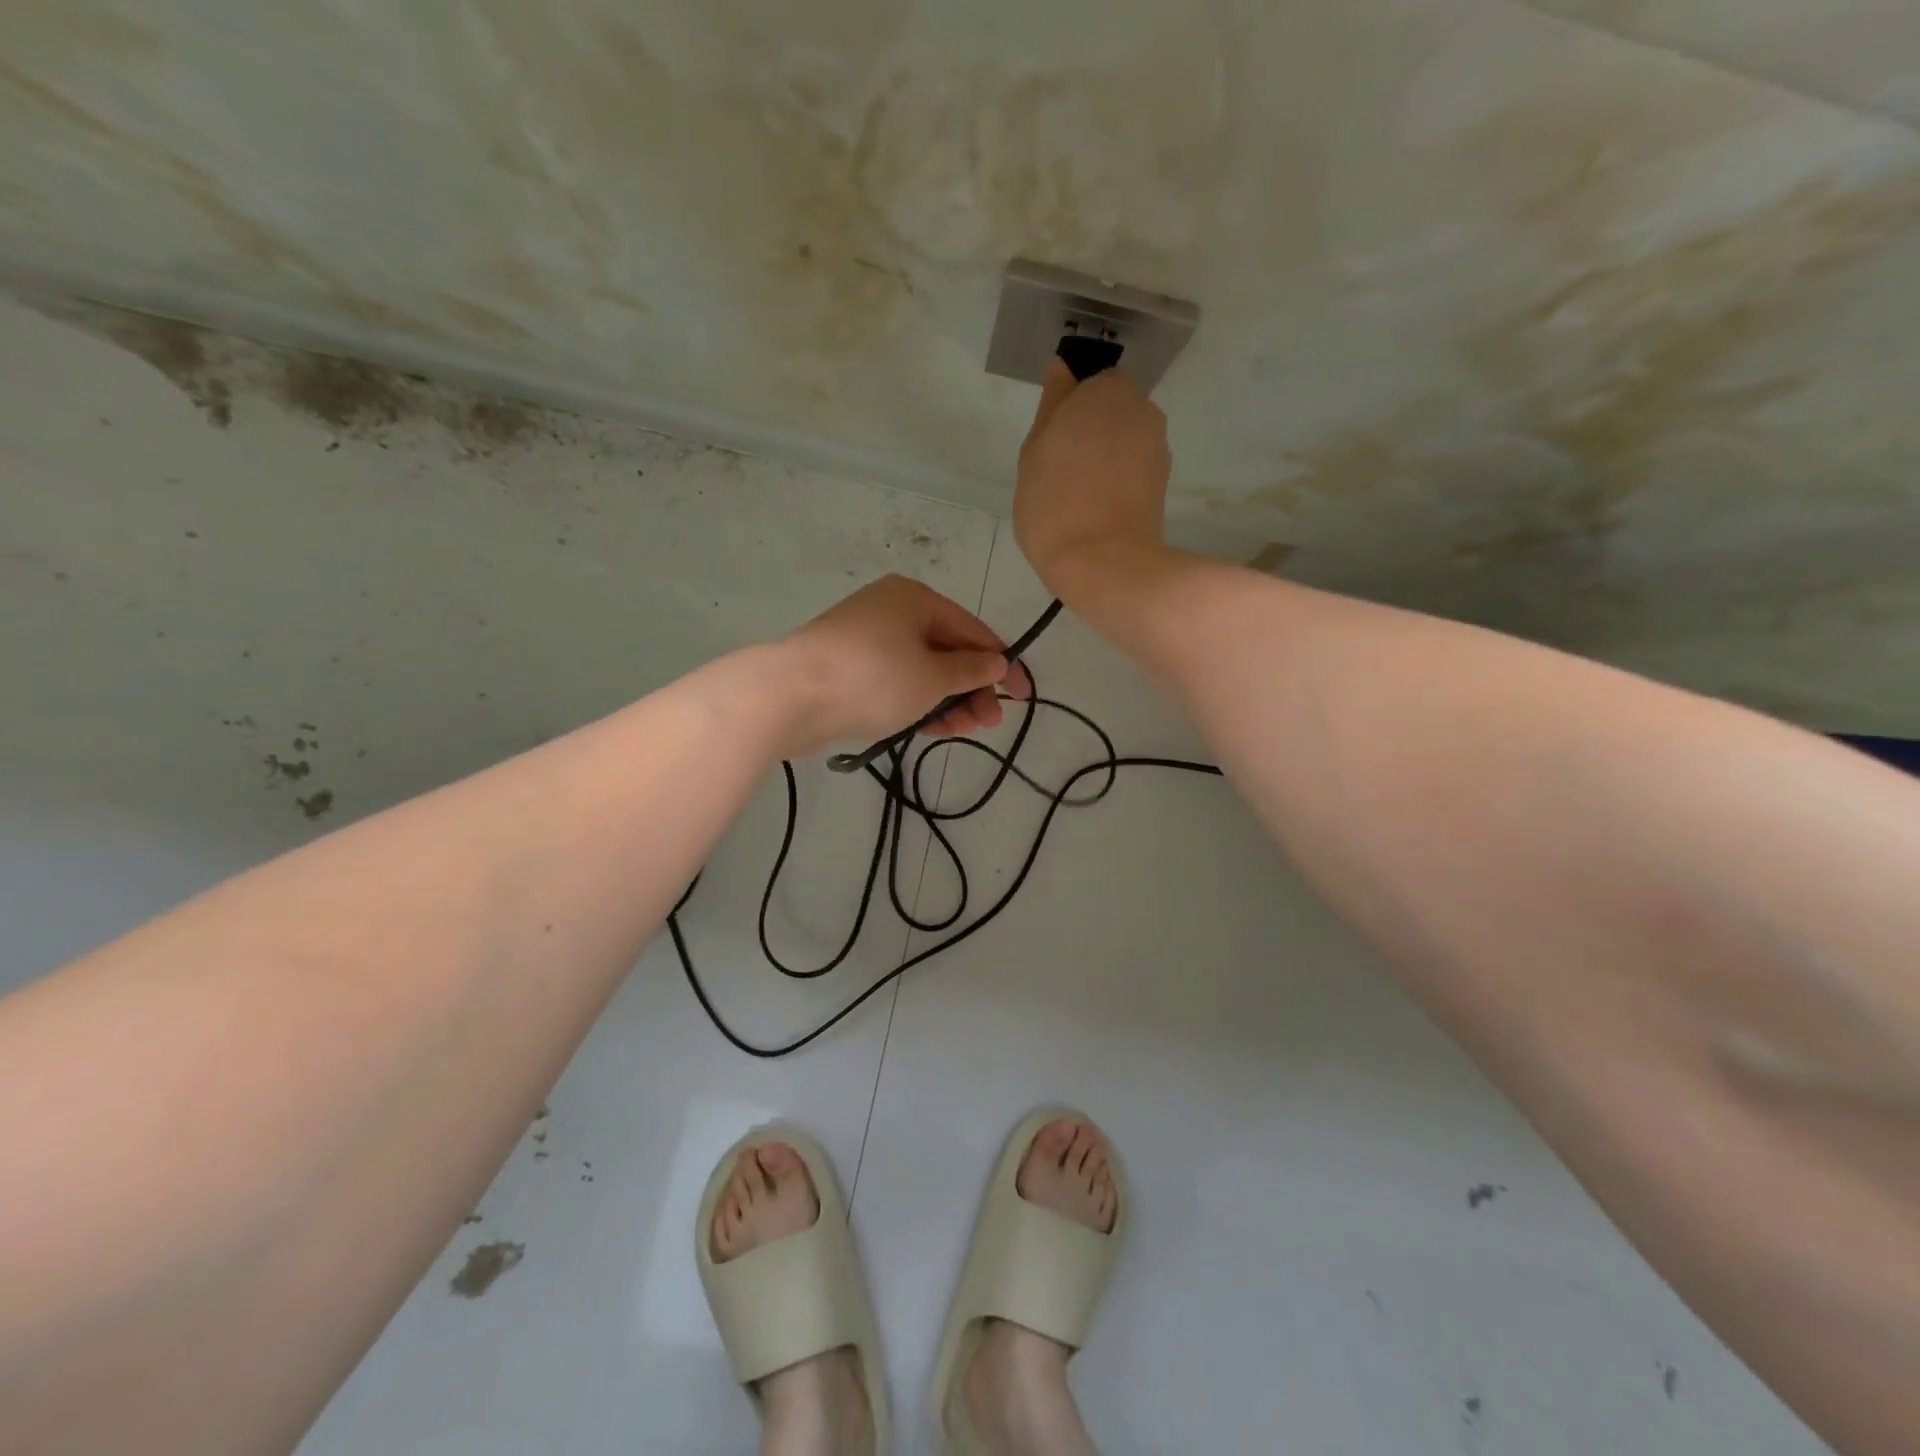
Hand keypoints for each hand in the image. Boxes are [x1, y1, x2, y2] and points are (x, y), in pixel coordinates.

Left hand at [777, 575, 1033, 757]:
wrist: (790, 695)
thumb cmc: (873, 677)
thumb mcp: (932, 677)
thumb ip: (969, 671)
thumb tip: (997, 663)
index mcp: (915, 599)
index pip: (973, 631)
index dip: (1003, 664)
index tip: (1023, 696)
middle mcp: (891, 611)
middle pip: (946, 650)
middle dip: (971, 688)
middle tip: (989, 723)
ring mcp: (866, 640)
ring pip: (920, 670)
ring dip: (946, 700)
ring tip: (963, 731)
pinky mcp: (848, 668)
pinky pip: (895, 682)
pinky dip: (916, 702)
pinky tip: (933, 728)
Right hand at [1014, 358, 1171, 595]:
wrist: (1103, 563)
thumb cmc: (1054, 502)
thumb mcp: (1035, 449)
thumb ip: (1052, 404)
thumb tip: (1063, 369)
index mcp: (1106, 391)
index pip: (1091, 382)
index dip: (1070, 409)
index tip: (1051, 441)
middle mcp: (1142, 410)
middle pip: (1113, 410)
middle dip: (1092, 430)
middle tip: (1060, 469)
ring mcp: (1157, 448)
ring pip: (1125, 441)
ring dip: (1106, 458)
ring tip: (1078, 495)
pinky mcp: (1163, 484)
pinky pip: (1134, 470)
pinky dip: (1119, 482)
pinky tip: (1097, 509)